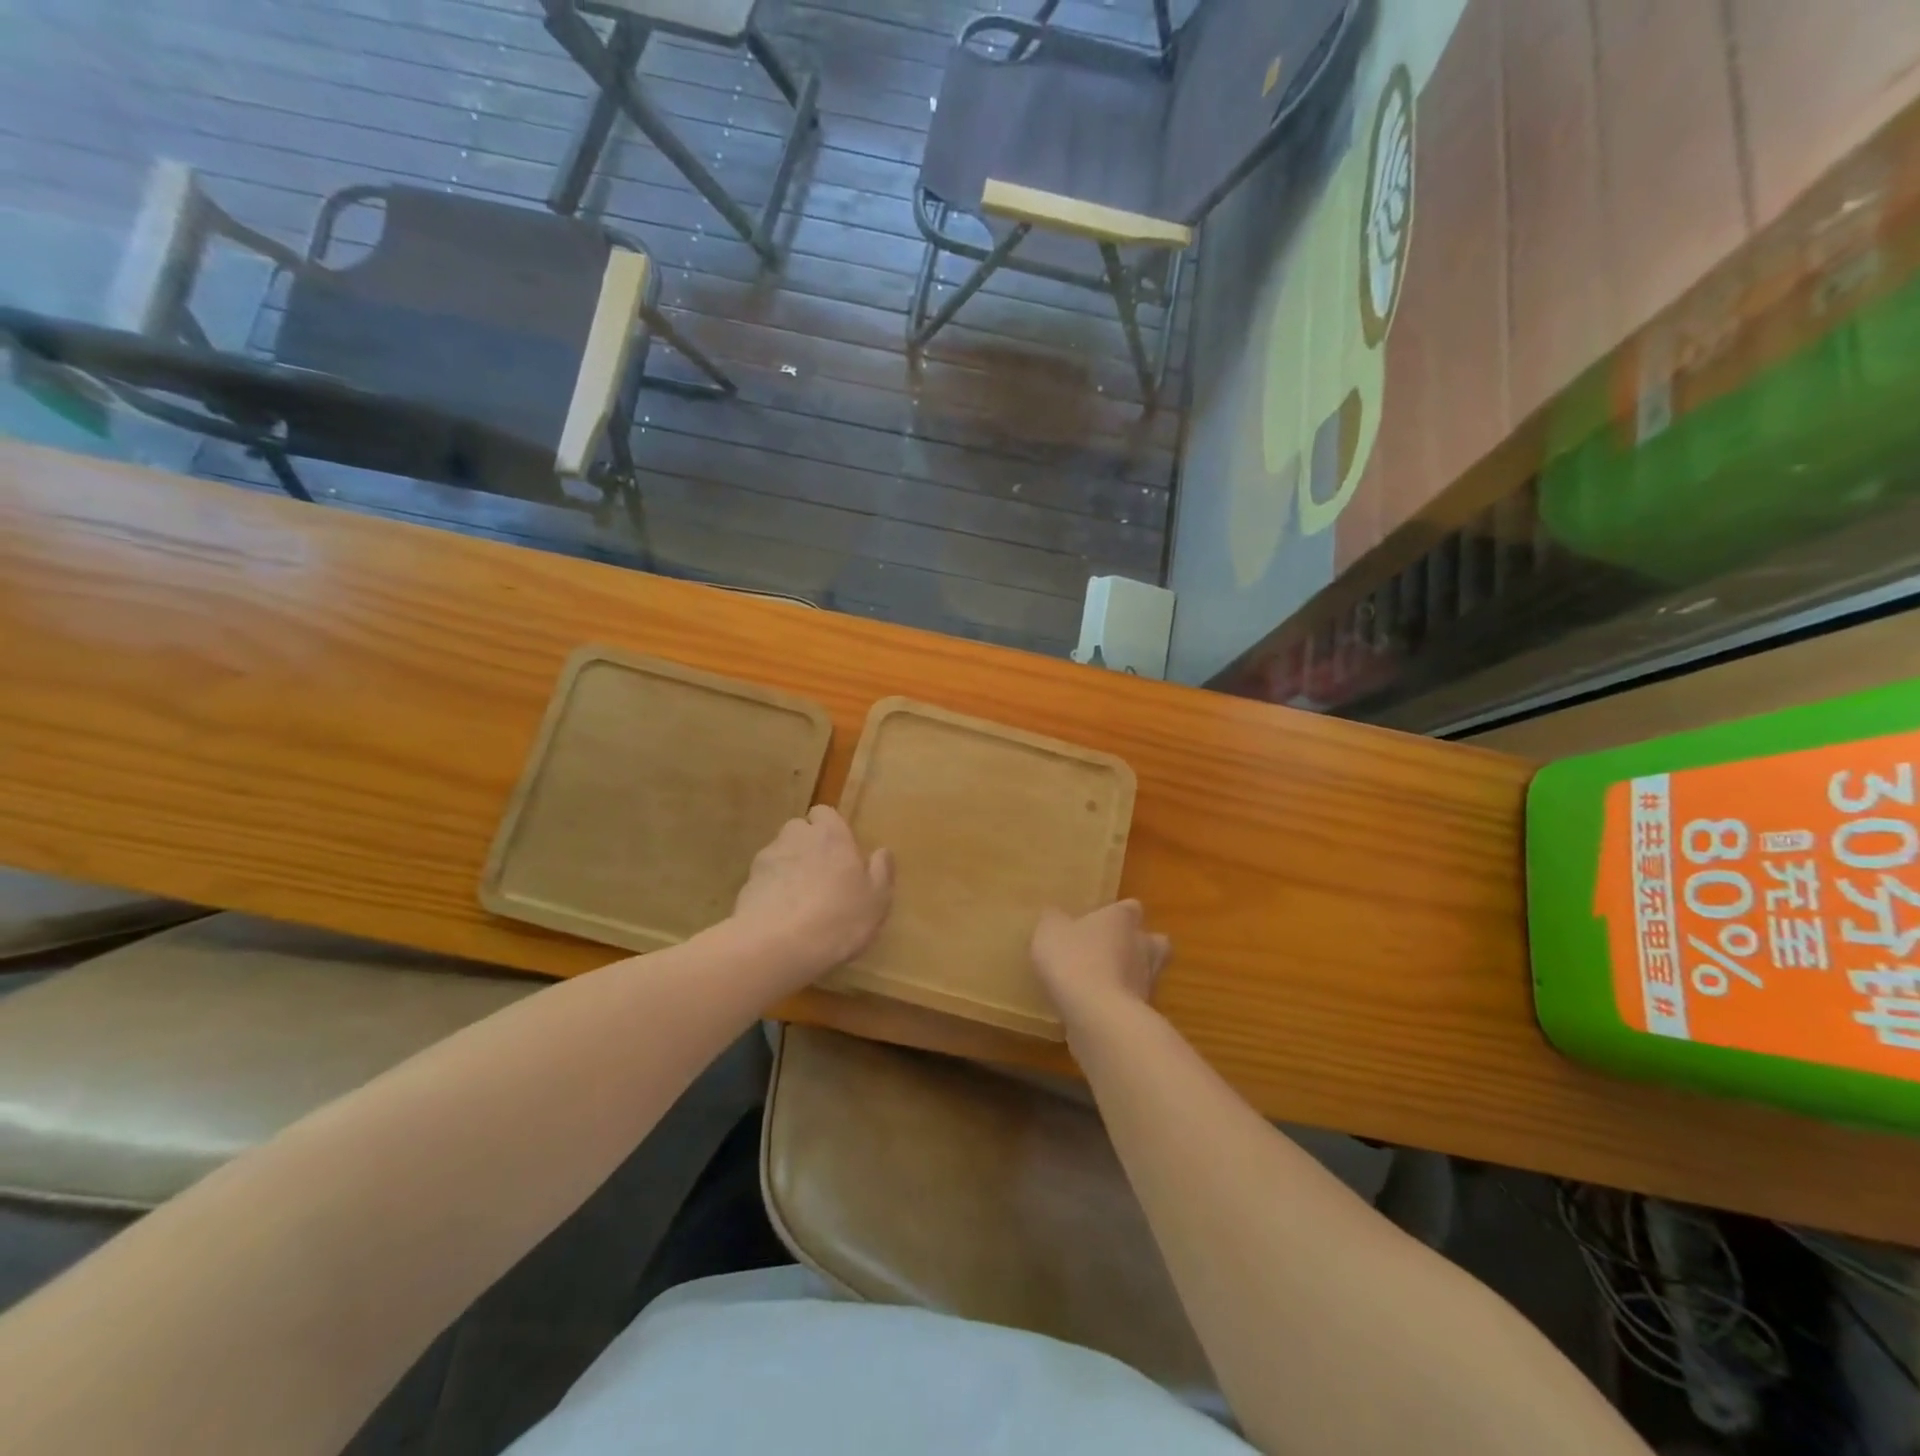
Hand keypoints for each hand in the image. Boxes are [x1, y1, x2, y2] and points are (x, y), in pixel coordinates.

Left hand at [731, 806, 893, 981]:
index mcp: (831, 835)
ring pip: (778, 853)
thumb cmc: (838, 918)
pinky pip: (762, 879)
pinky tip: (779, 915)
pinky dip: (770, 890)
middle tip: (820, 874)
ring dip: (787, 867)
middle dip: (806, 845)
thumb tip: (882, 852)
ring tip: (797, 898)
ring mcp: (767, 859)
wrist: (777, 945)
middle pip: (798, 830)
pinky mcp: (746, 883)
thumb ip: (881, 872)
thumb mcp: (877, 900)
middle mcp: (796, 837)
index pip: (824, 813)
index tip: (839, 850)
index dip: (829, 828)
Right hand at [1030, 899, 1169, 1032]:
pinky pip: (1133, 1003)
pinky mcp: (1144, 1013)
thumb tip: (1056, 916)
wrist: (1098, 1014)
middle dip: (1138, 945)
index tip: (1101, 921)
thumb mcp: (1050, 931)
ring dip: (1129, 977)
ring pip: (1146, 973)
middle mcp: (1143, 946)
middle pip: (1154, 941)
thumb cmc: (1074, 959)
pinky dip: (1119, 1004)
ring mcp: (1148, 982)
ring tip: (1100, 984)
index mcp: (1122, 919)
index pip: (1130, 908)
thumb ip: (1054, 921)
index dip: (1117, 914)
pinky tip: (1096, 1009)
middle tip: (1112, 952)